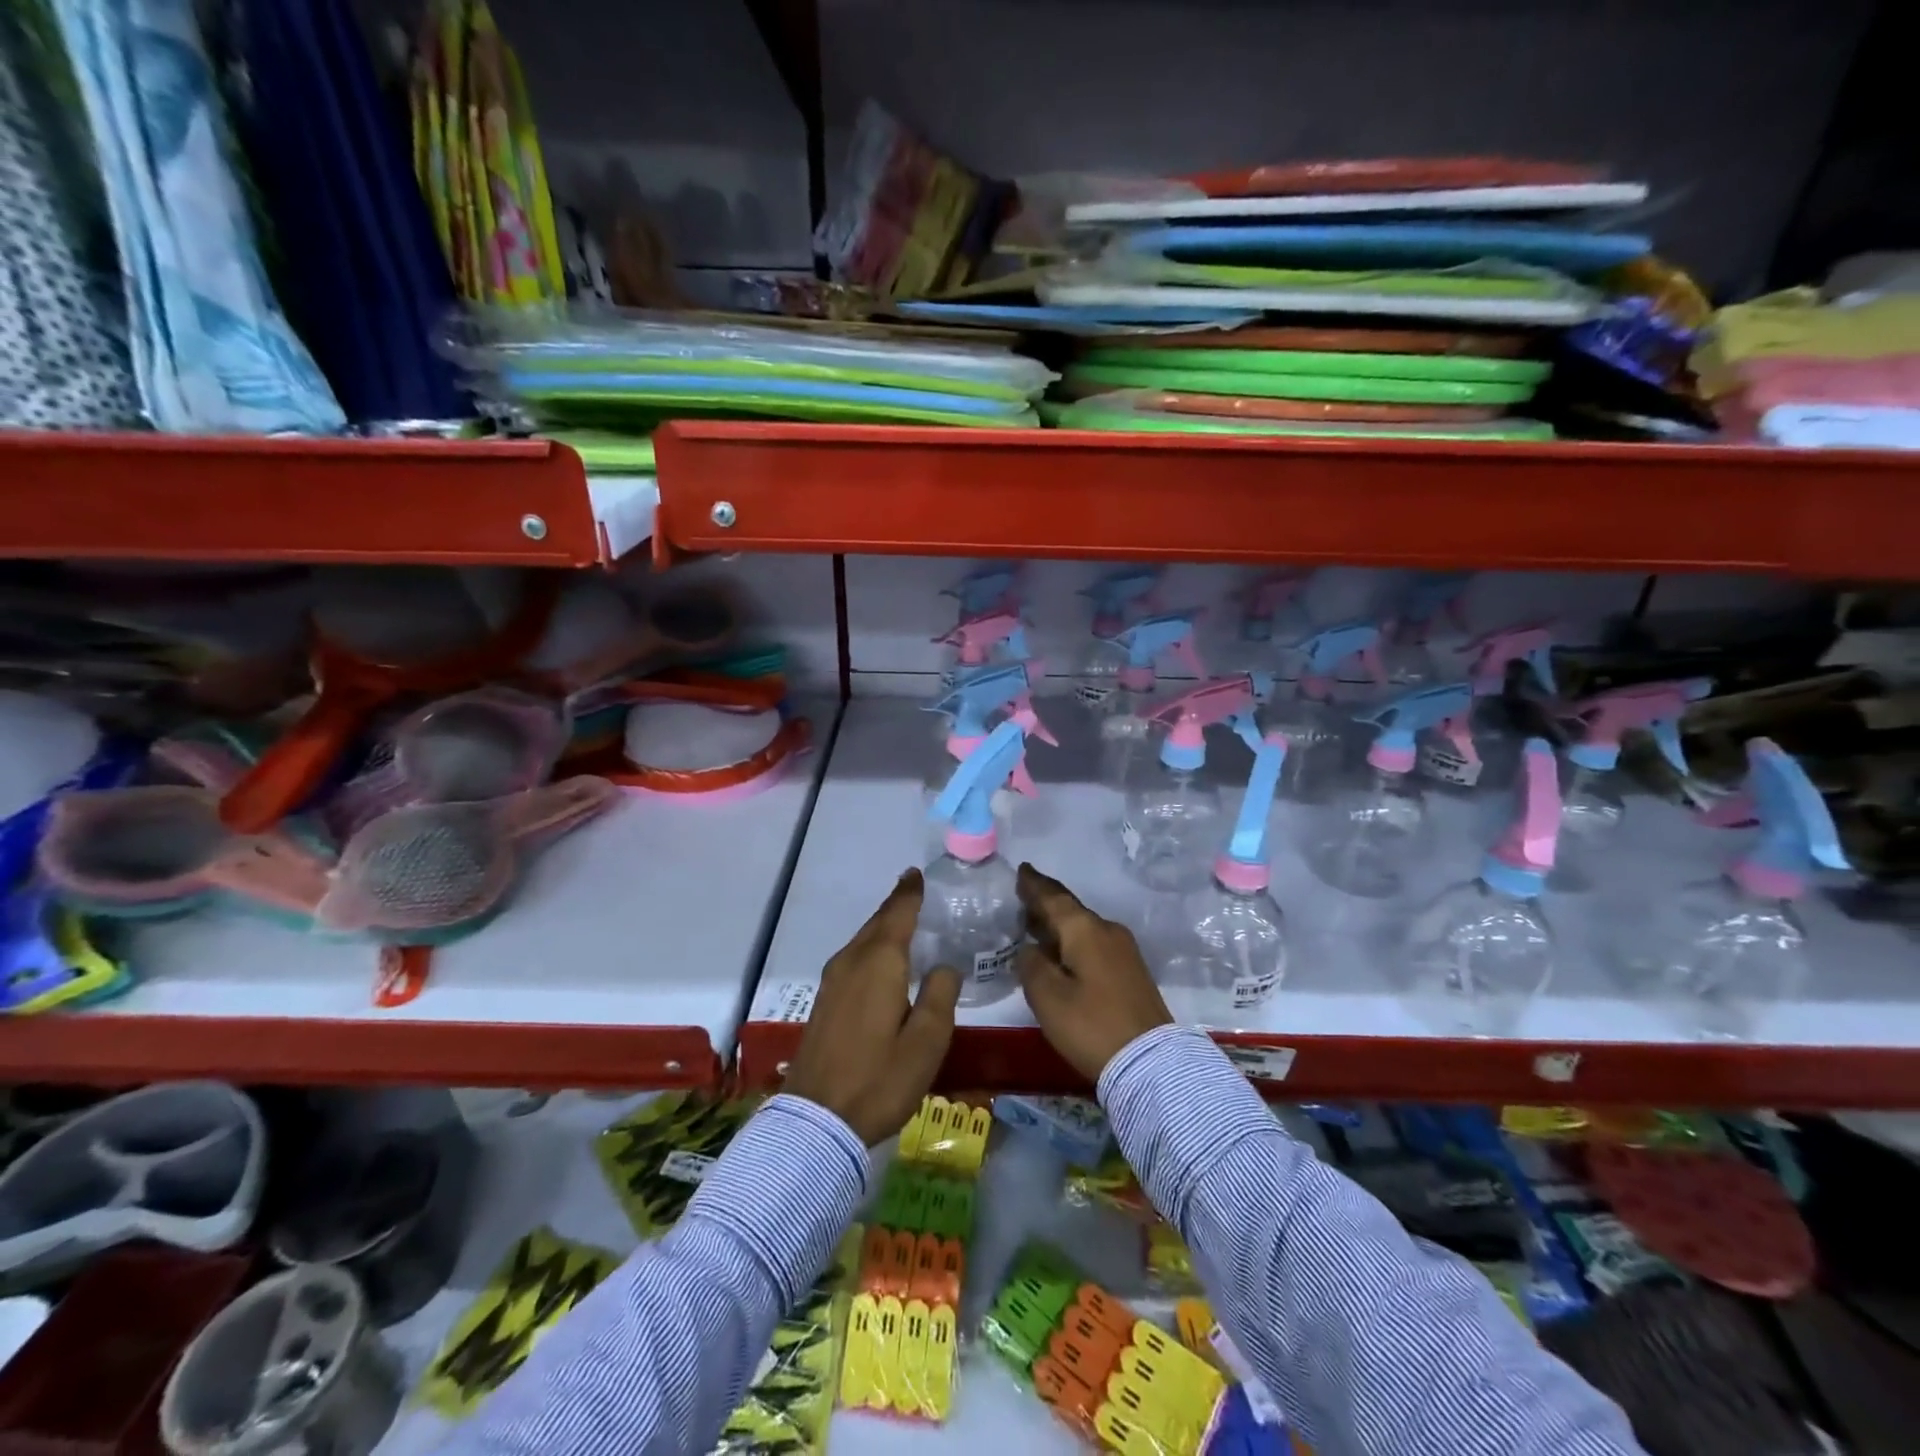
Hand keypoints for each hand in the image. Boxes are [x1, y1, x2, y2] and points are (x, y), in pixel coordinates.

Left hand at [783, 869, 961, 1144]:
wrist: (816, 1121)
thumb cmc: (880, 1079)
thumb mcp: (927, 1041)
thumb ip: (940, 995)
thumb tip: (943, 965)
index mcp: (879, 963)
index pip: (898, 914)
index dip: (909, 893)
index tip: (917, 874)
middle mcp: (852, 962)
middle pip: (877, 923)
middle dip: (895, 905)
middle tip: (914, 890)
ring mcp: (833, 981)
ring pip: (862, 940)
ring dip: (882, 927)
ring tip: (903, 920)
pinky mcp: (824, 1001)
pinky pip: (853, 958)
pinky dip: (871, 947)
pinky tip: (881, 961)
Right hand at [1016, 864, 1170, 1082]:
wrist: (1151, 1062)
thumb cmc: (1091, 1025)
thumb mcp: (1047, 997)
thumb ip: (1031, 965)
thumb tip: (1030, 948)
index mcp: (1085, 930)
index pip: (1054, 897)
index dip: (1034, 885)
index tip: (1021, 870)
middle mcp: (1107, 930)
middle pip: (1070, 911)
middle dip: (1045, 905)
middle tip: (1021, 900)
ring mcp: (1124, 951)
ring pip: (1083, 928)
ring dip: (1059, 926)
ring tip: (1035, 927)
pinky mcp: (1131, 971)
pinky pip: (1094, 944)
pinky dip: (1073, 942)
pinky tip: (1061, 954)